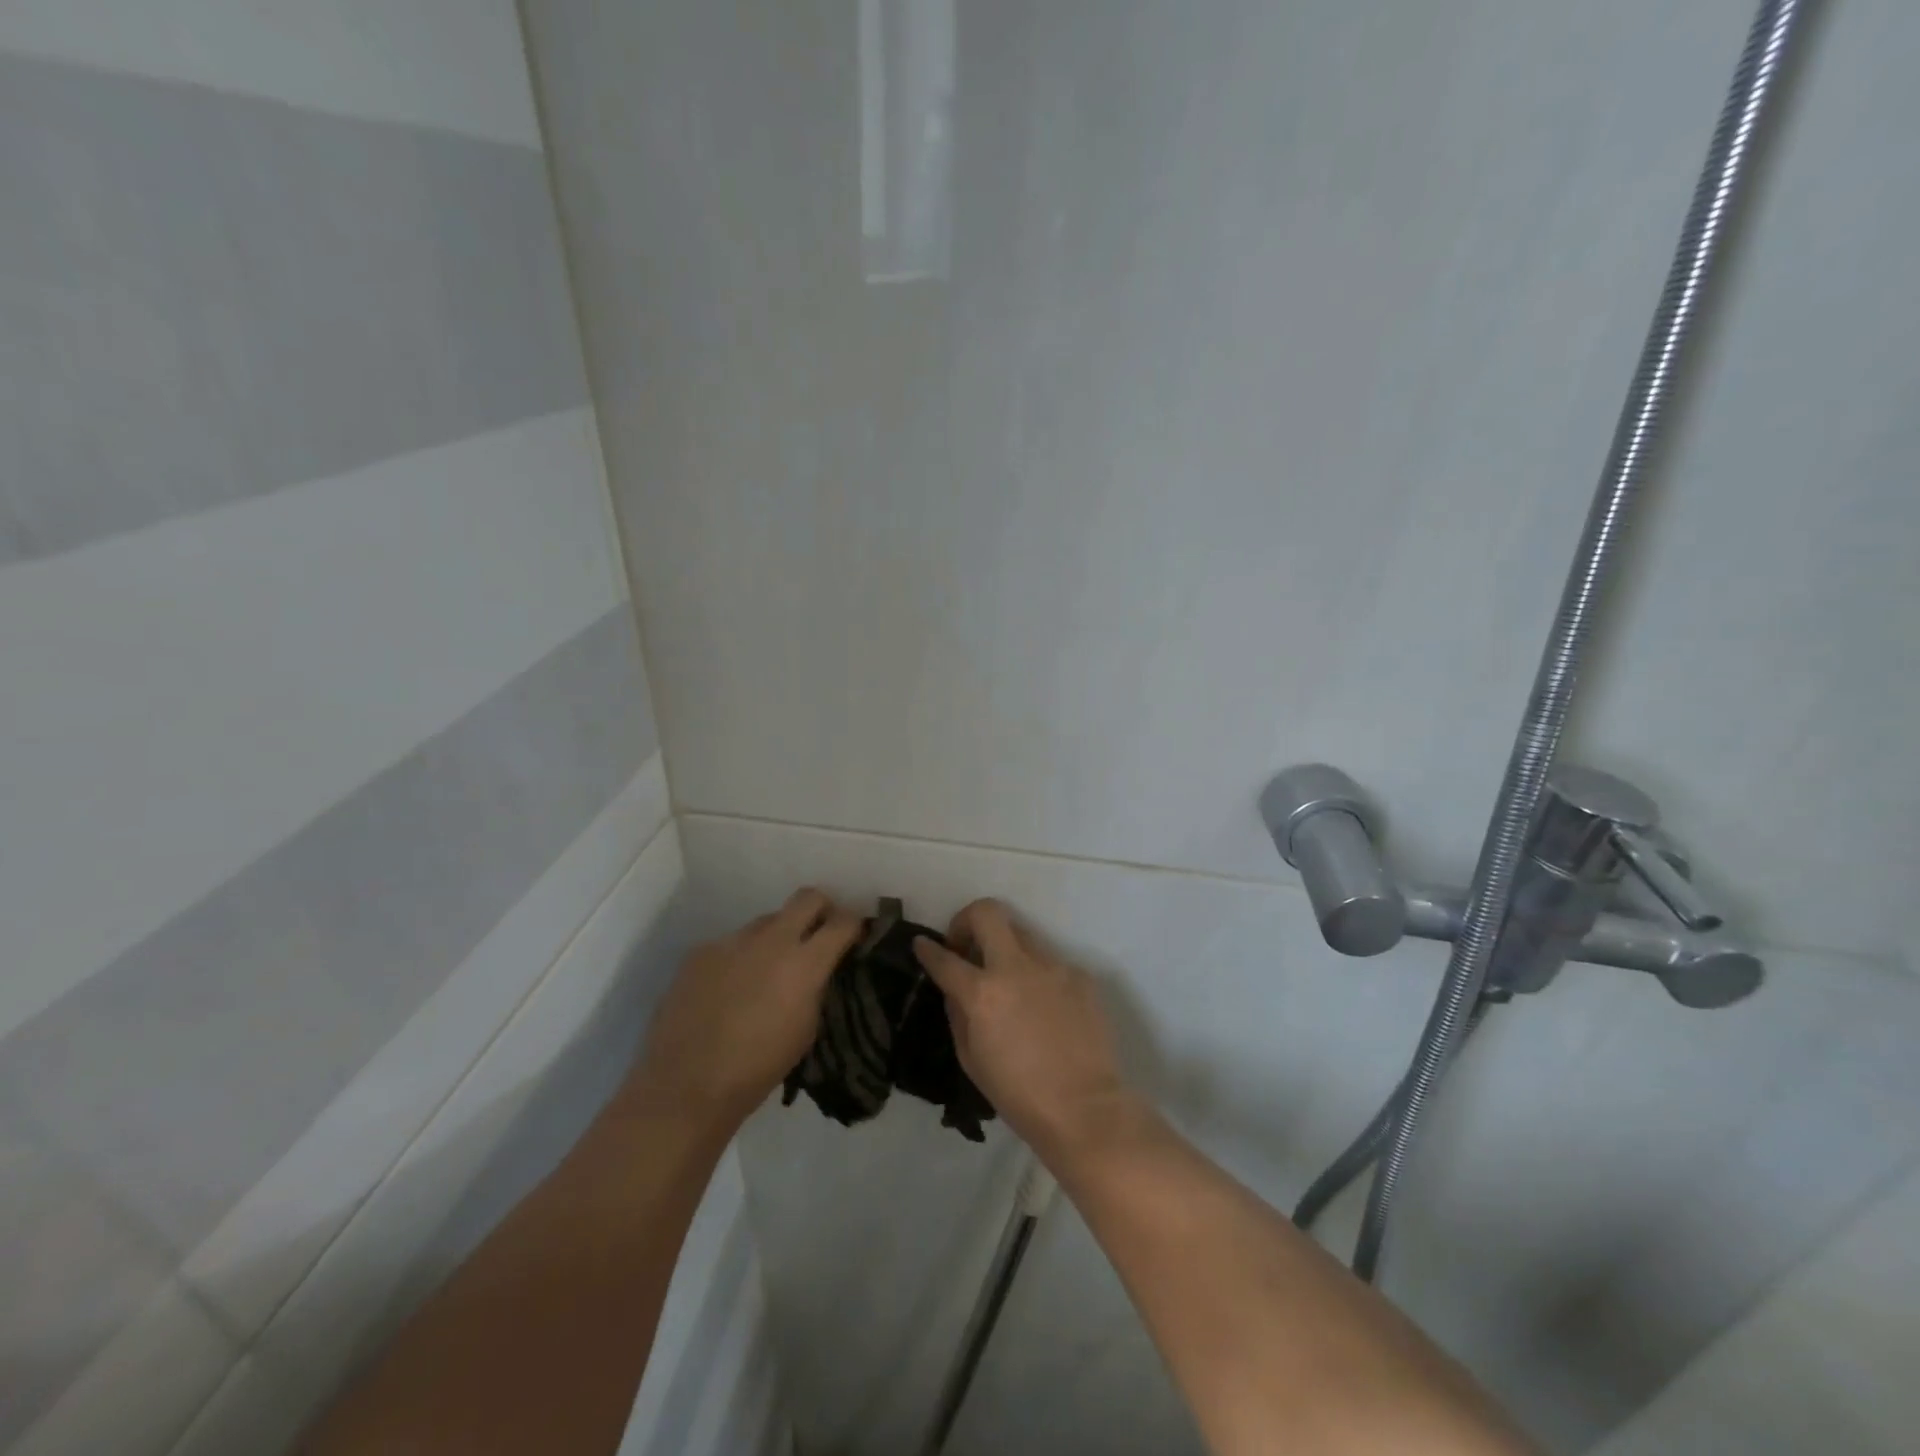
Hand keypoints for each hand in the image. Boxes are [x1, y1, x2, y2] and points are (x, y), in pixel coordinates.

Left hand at [628, 888, 861, 1133]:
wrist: (684, 1085)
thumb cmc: (757, 1069)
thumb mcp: (806, 1030)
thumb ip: (815, 988)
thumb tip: (816, 971)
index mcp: (805, 963)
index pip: (843, 922)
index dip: (854, 924)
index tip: (855, 935)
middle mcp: (771, 940)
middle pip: (807, 898)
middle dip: (820, 909)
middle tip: (819, 933)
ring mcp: (732, 941)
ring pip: (766, 921)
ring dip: (776, 937)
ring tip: (765, 972)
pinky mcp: (701, 951)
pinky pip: (732, 944)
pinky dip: (740, 959)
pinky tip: (728, 990)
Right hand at [913, 899, 1140, 1167]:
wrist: (1086, 1110)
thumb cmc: (1019, 1096)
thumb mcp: (971, 1060)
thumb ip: (958, 1013)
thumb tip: (956, 988)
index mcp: (983, 993)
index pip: (945, 958)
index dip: (927, 949)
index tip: (922, 944)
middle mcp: (1017, 967)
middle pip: (987, 912)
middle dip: (967, 919)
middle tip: (966, 946)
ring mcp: (1053, 966)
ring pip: (1022, 934)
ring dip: (1006, 950)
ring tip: (1009, 984)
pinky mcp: (1080, 975)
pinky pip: (1050, 963)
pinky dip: (1038, 976)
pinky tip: (1043, 1009)